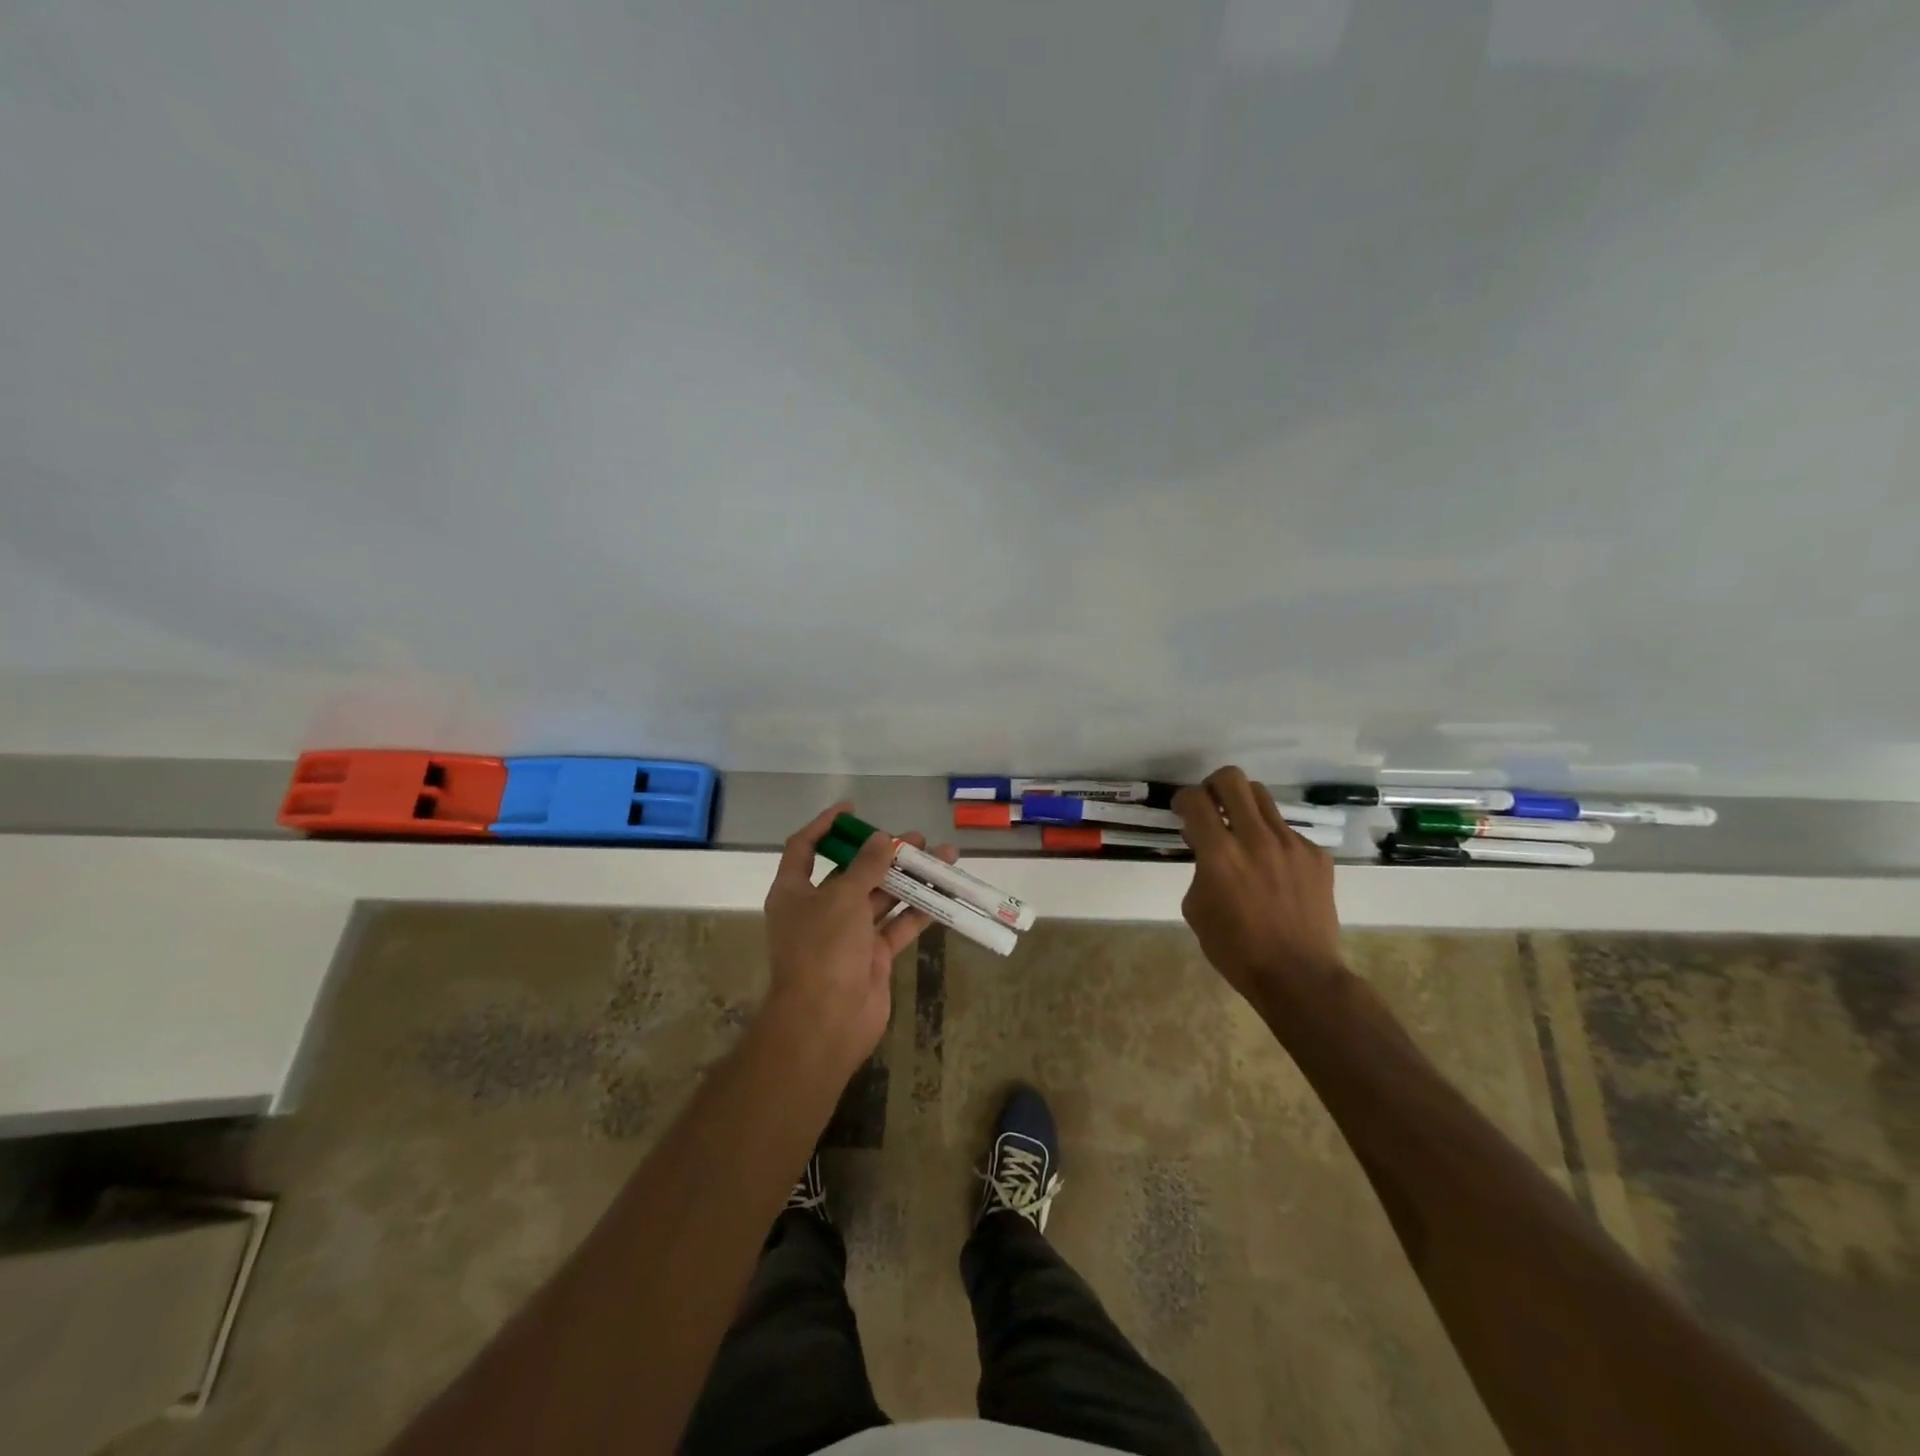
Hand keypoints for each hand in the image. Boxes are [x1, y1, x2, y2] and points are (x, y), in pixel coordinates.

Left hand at [761, 803, 958, 1075]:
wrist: (825, 1022)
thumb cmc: (822, 949)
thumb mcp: (842, 898)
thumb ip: (865, 866)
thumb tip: (881, 838)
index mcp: (795, 892)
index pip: (805, 848)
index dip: (826, 826)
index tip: (853, 810)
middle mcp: (820, 910)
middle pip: (853, 872)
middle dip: (884, 854)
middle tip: (916, 839)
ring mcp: (848, 935)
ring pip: (882, 898)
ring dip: (909, 879)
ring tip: (943, 858)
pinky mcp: (873, 956)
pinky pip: (898, 926)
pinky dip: (919, 911)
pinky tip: (944, 894)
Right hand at [1173, 766, 1345, 1015]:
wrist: (1298, 975)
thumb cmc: (1235, 948)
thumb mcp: (1196, 908)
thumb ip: (1199, 868)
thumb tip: (1206, 845)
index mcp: (1220, 854)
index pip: (1196, 800)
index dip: (1183, 799)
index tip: (1183, 811)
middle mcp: (1256, 838)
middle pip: (1232, 779)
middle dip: (1213, 786)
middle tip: (1211, 806)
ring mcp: (1292, 844)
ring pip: (1263, 798)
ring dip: (1244, 807)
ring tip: (1241, 832)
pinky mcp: (1317, 855)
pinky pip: (1288, 831)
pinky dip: (1272, 840)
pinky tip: (1273, 869)